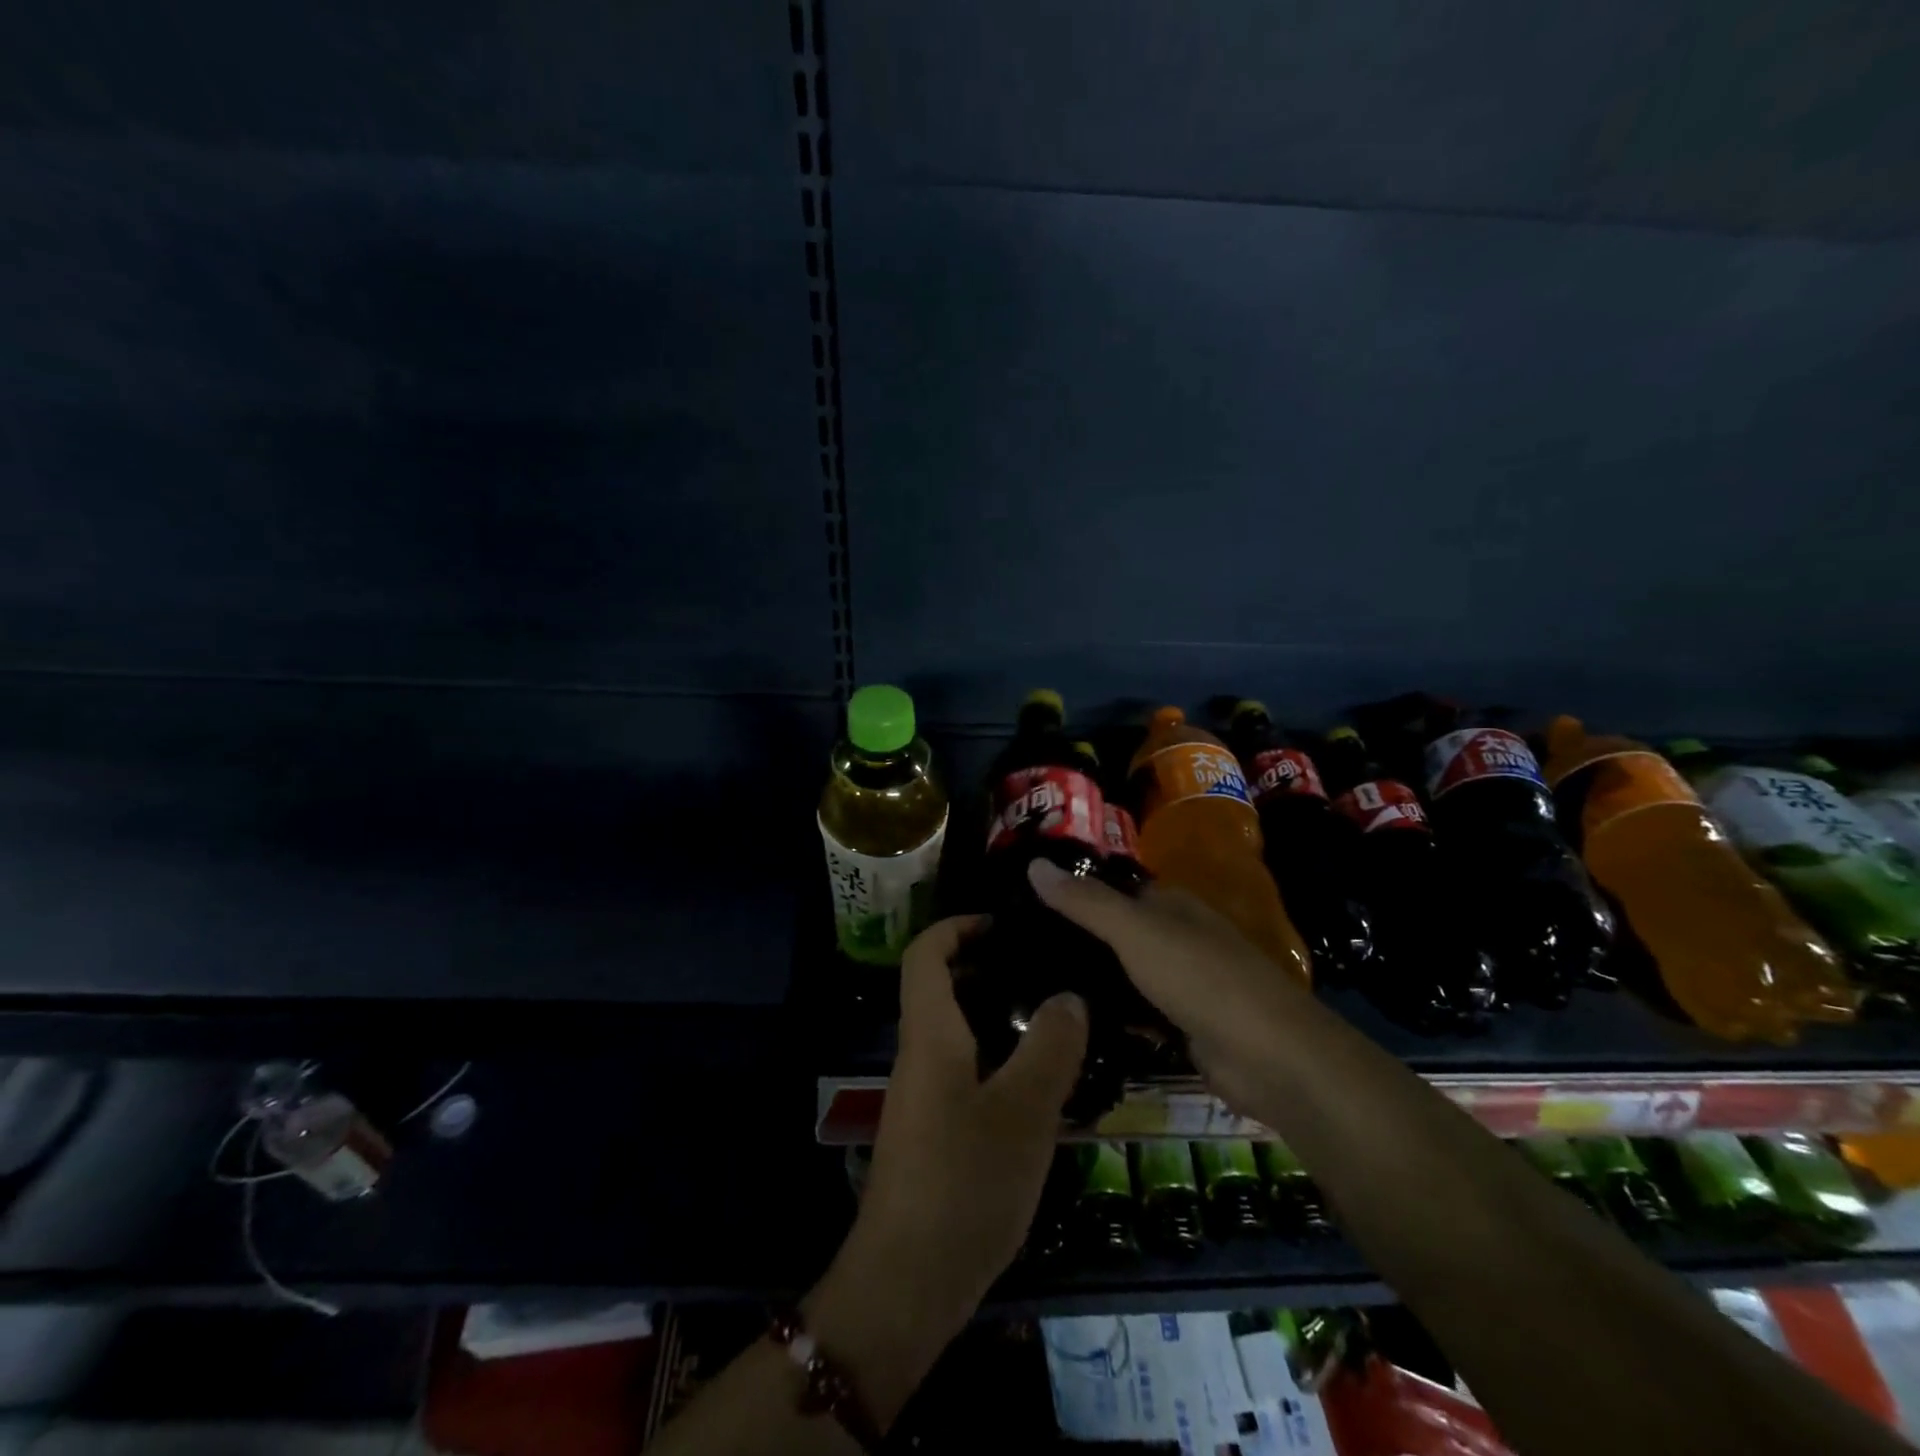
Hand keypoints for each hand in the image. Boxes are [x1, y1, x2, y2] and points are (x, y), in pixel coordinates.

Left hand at [805, 914, 1088, 1425]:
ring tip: (1059, 1022)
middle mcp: (920, 1055)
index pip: (926, 953)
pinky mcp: (935, 1132)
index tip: (1005, 924)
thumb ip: (1049, 1048)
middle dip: (989, 968)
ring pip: (959, 1033)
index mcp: (930, 1034)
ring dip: (1000, 1017)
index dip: (958, 926)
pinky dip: (1000, 1061)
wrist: (906, 1284)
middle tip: (1047, 971)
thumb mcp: (1022, 1112)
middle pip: (943, 988)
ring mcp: (924, 1097)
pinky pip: (967, 1073)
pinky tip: (1045, 1087)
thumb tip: (1069, 995)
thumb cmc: (963, 1183)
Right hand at [1028, 858, 1301, 1112]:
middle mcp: (1178, 937)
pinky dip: (1112, 1017)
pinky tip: (1072, 1024)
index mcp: (1171, 904)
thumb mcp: (1135, 930)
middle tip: (1018, 952)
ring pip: (1125, 975)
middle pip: (1117, 933)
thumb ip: (1085, 901)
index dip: (1074, 893)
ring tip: (1033, 988)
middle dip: (1077, 941)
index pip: (1113, 889)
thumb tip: (1033, 863)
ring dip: (1092, 980)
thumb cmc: (1200, 977)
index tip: (1024, 904)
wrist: (1269, 1055)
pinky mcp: (1184, 1026)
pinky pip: (1137, 1015)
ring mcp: (1183, 983)